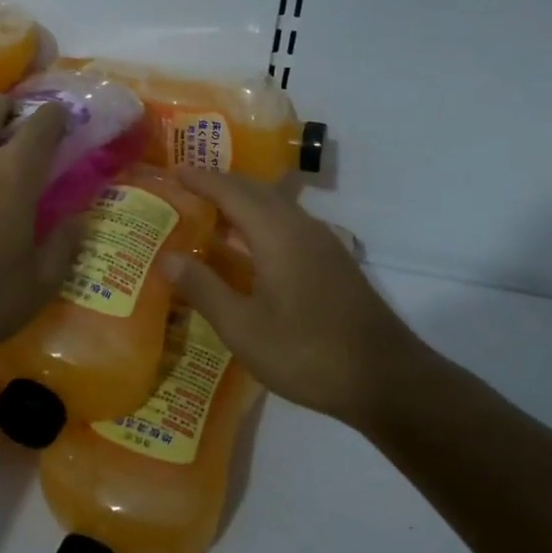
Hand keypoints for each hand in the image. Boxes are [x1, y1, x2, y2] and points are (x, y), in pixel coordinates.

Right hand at [163, 170, 434, 432]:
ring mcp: (323, 243)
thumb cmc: (307, 352)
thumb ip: (204, 288)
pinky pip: (288, 223)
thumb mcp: (243, 328)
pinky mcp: (333, 262)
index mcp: (277, 234)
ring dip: (242, 202)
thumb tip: (165, 257)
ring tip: (210, 213)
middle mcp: (301, 227)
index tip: (172, 172)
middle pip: (256, 190)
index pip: (231, 191)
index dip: (201, 179)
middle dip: (220, 184)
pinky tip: (248, 247)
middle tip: (185, 189)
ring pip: (276, 206)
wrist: (386, 380)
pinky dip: (260, 221)